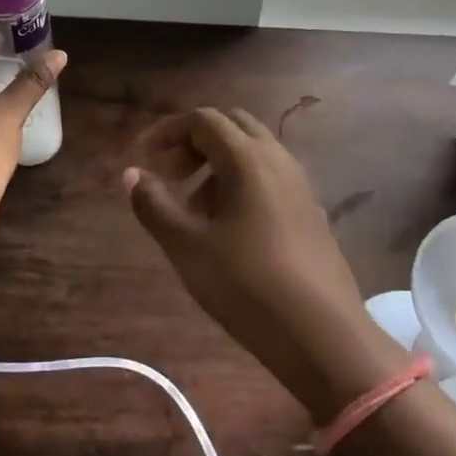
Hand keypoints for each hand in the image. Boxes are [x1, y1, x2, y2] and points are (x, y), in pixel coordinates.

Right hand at [123, 108, 402, 420]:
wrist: (323, 336)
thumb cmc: (247, 285)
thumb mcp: (187, 247)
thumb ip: (154, 205)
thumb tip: (132, 173)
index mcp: (248, 159)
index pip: (203, 120)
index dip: (168, 132)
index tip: (143, 158)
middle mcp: (278, 160)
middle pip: (232, 126)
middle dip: (195, 142)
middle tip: (170, 175)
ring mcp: (300, 185)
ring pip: (253, 153)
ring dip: (218, 165)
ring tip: (194, 210)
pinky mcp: (311, 212)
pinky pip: (271, 178)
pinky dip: (242, 184)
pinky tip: (230, 230)